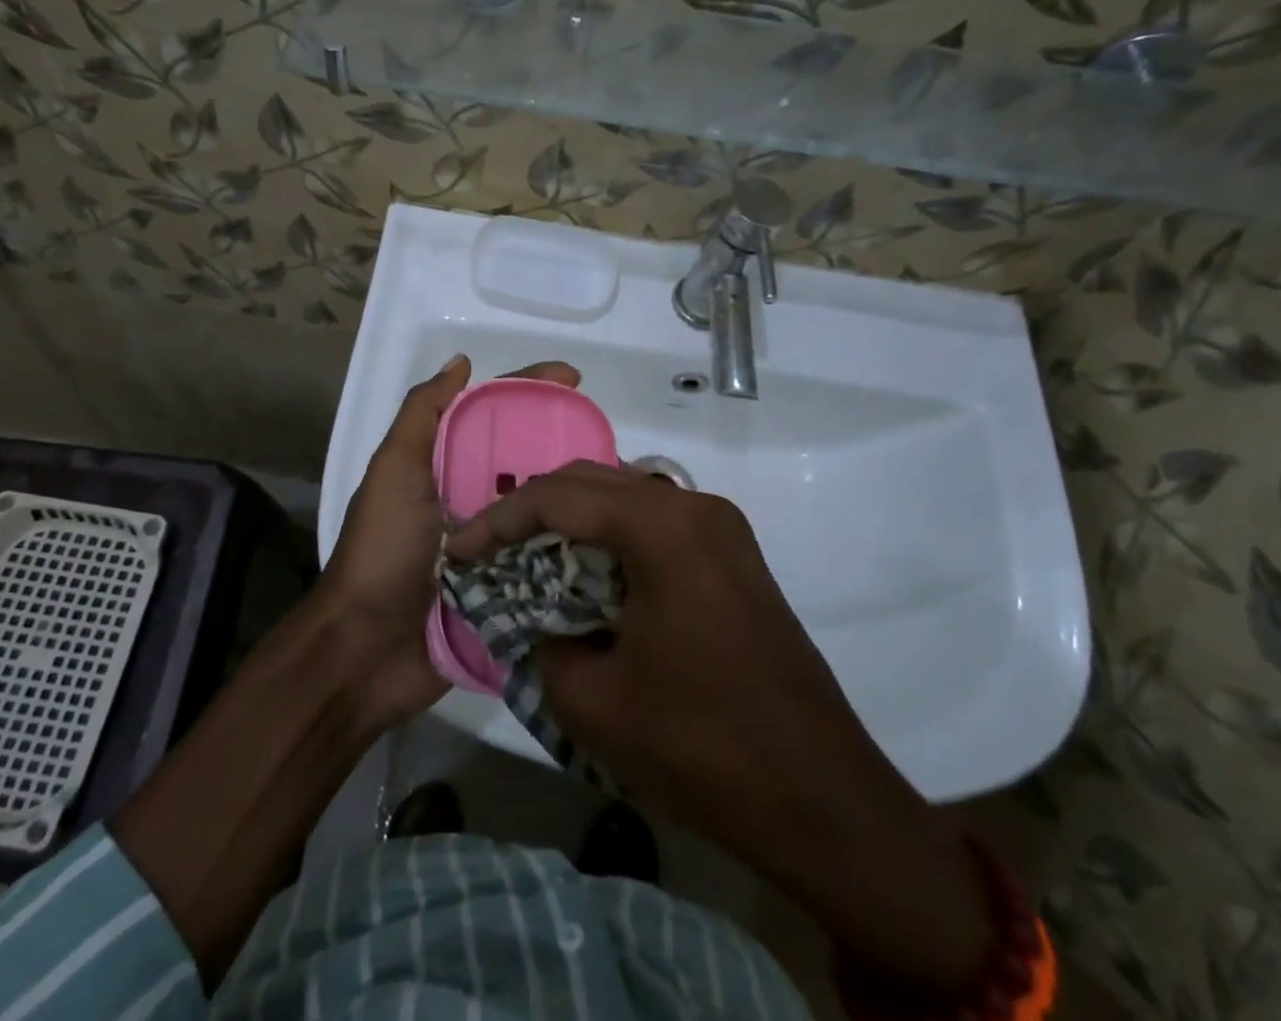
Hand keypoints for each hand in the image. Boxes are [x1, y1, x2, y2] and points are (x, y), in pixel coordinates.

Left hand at [322, 353, 580, 722]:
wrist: (367, 651)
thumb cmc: (383, 551)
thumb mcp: (394, 471)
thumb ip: (422, 414)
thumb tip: (461, 362)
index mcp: (448, 467)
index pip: (496, 417)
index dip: (532, 392)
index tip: (574, 380)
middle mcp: (475, 500)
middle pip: (529, 460)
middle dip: (568, 444)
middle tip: (614, 441)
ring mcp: (497, 546)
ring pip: (547, 508)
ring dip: (580, 496)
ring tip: (627, 485)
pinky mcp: (513, 591)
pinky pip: (550, 559)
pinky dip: (577, 546)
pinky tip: (616, 536)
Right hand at [447, 460, 858, 840]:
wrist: (821, 799)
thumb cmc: (701, 747)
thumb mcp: (593, 702)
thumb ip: (543, 643)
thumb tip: (534, 620)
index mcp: (662, 528)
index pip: (558, 497)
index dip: (499, 519)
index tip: (459, 550)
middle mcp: (695, 507)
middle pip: (593, 483)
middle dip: (533, 510)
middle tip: (489, 547)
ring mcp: (723, 528)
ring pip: (626, 498)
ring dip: (574, 520)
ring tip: (528, 555)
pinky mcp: (735, 556)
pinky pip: (657, 523)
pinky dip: (612, 537)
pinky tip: (587, 572)